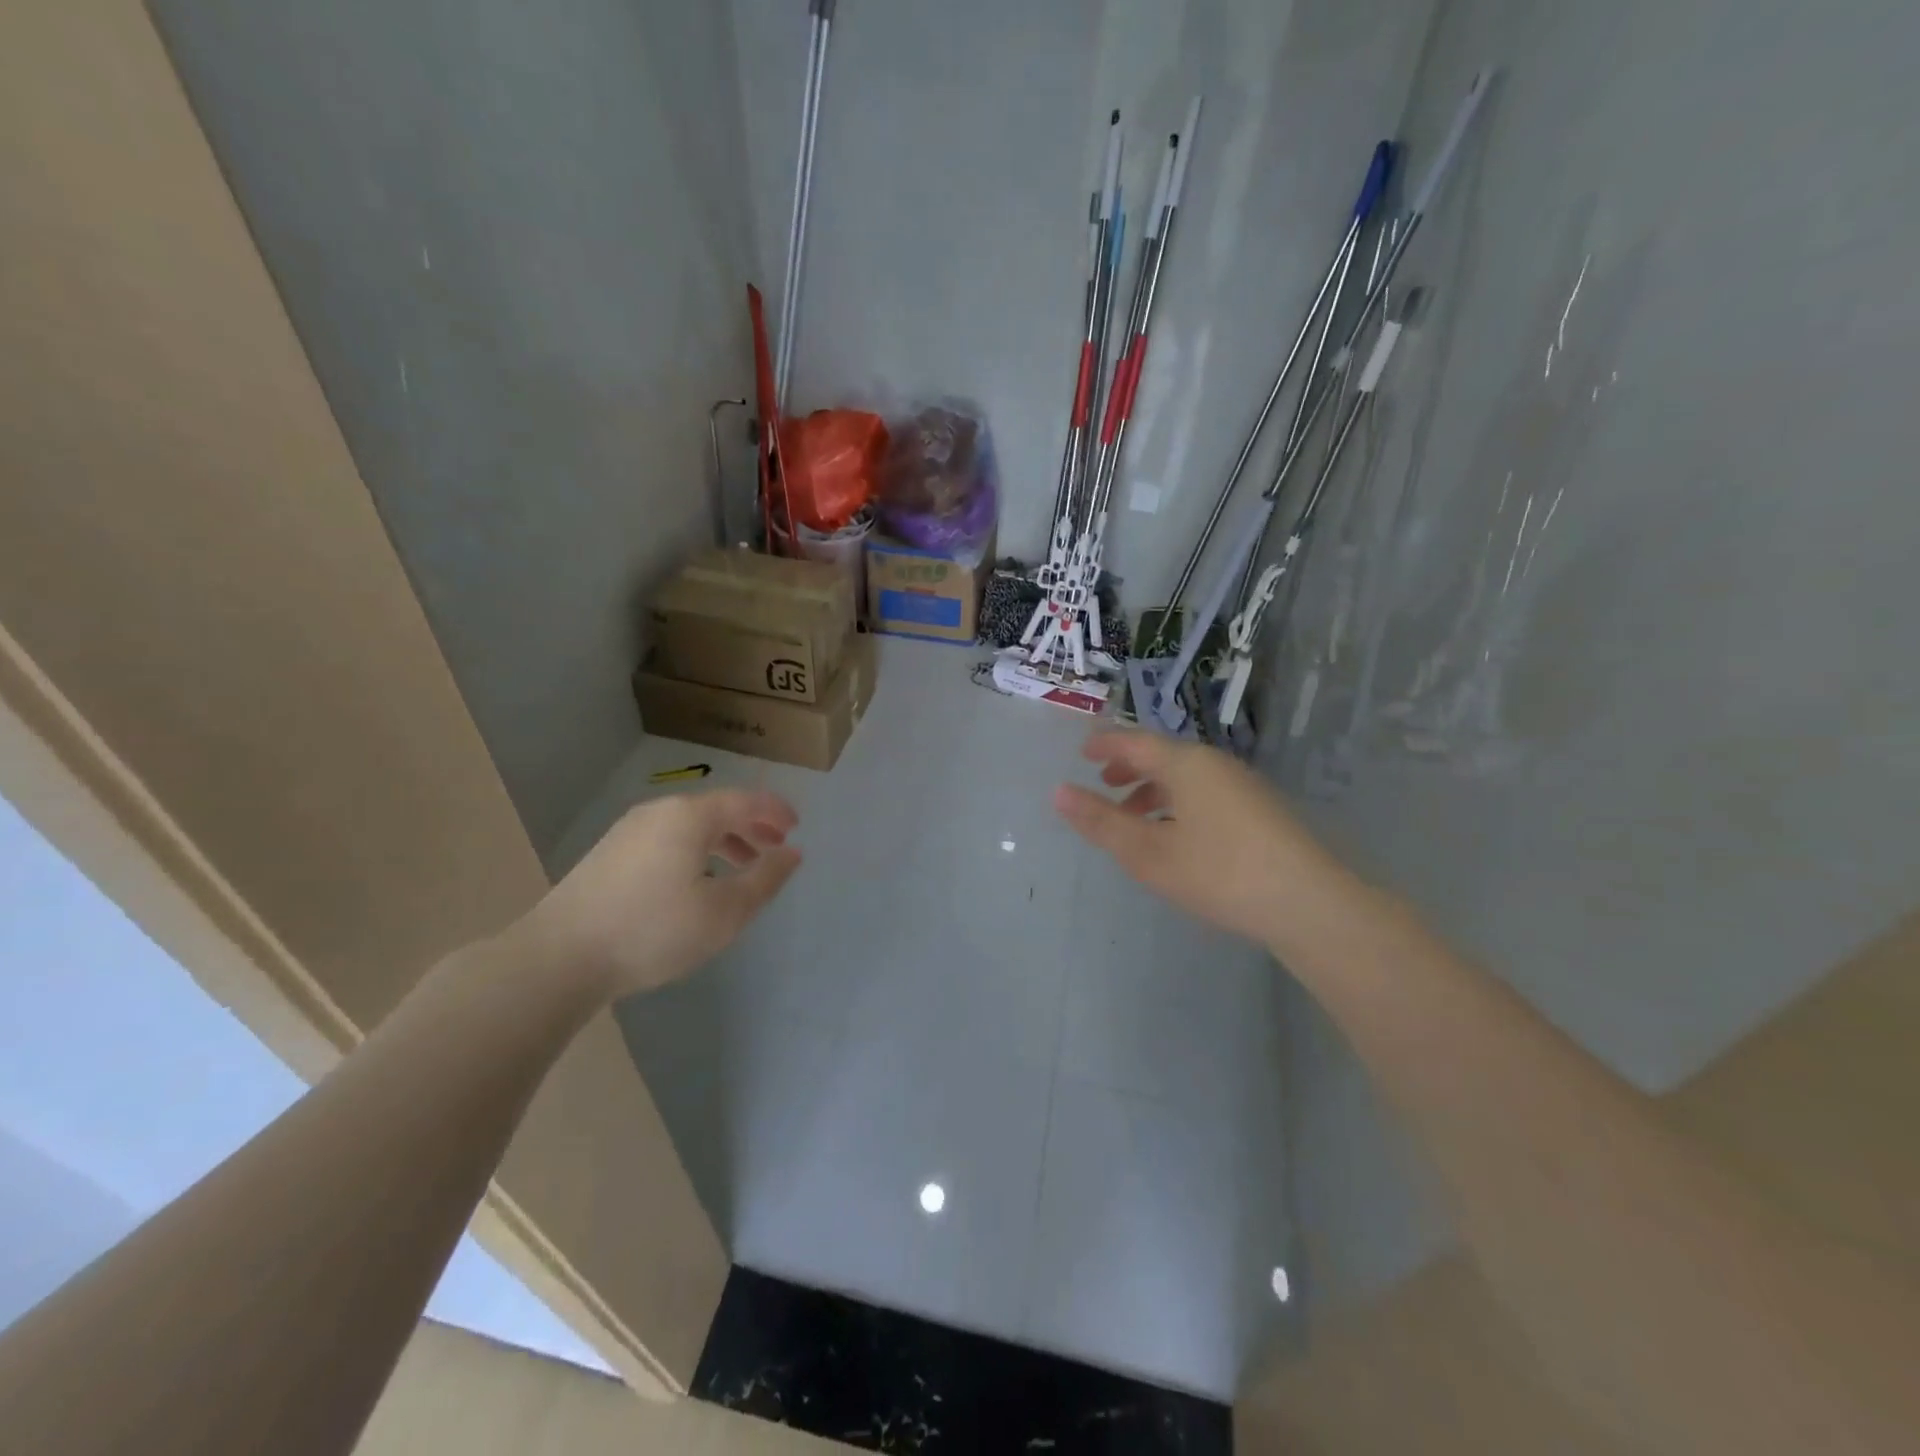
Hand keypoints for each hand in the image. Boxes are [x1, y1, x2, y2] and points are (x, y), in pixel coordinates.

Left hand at [523, 789, 800, 999]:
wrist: (559, 957)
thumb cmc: (653, 930)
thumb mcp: (725, 911)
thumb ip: (765, 879)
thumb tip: (791, 853)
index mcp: (691, 816)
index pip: (745, 800)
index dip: (776, 811)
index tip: (796, 828)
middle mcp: (660, 811)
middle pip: (717, 809)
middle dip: (751, 827)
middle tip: (774, 849)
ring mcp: (629, 831)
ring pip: (690, 826)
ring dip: (723, 841)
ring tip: (741, 868)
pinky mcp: (610, 853)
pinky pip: (668, 839)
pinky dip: (695, 850)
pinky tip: (695, 882)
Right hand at [1054, 731, 1327, 946]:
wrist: (1307, 903)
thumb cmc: (1218, 872)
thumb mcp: (1148, 852)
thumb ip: (1102, 822)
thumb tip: (1059, 792)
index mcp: (1186, 764)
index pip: (1136, 742)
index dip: (1106, 745)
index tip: (1083, 753)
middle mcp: (1215, 764)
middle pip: (1164, 756)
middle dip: (1130, 768)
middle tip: (1104, 784)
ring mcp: (1243, 786)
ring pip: (1187, 777)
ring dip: (1154, 790)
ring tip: (1134, 816)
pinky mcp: (1261, 811)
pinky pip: (1207, 793)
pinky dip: (1179, 803)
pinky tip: (1178, 835)